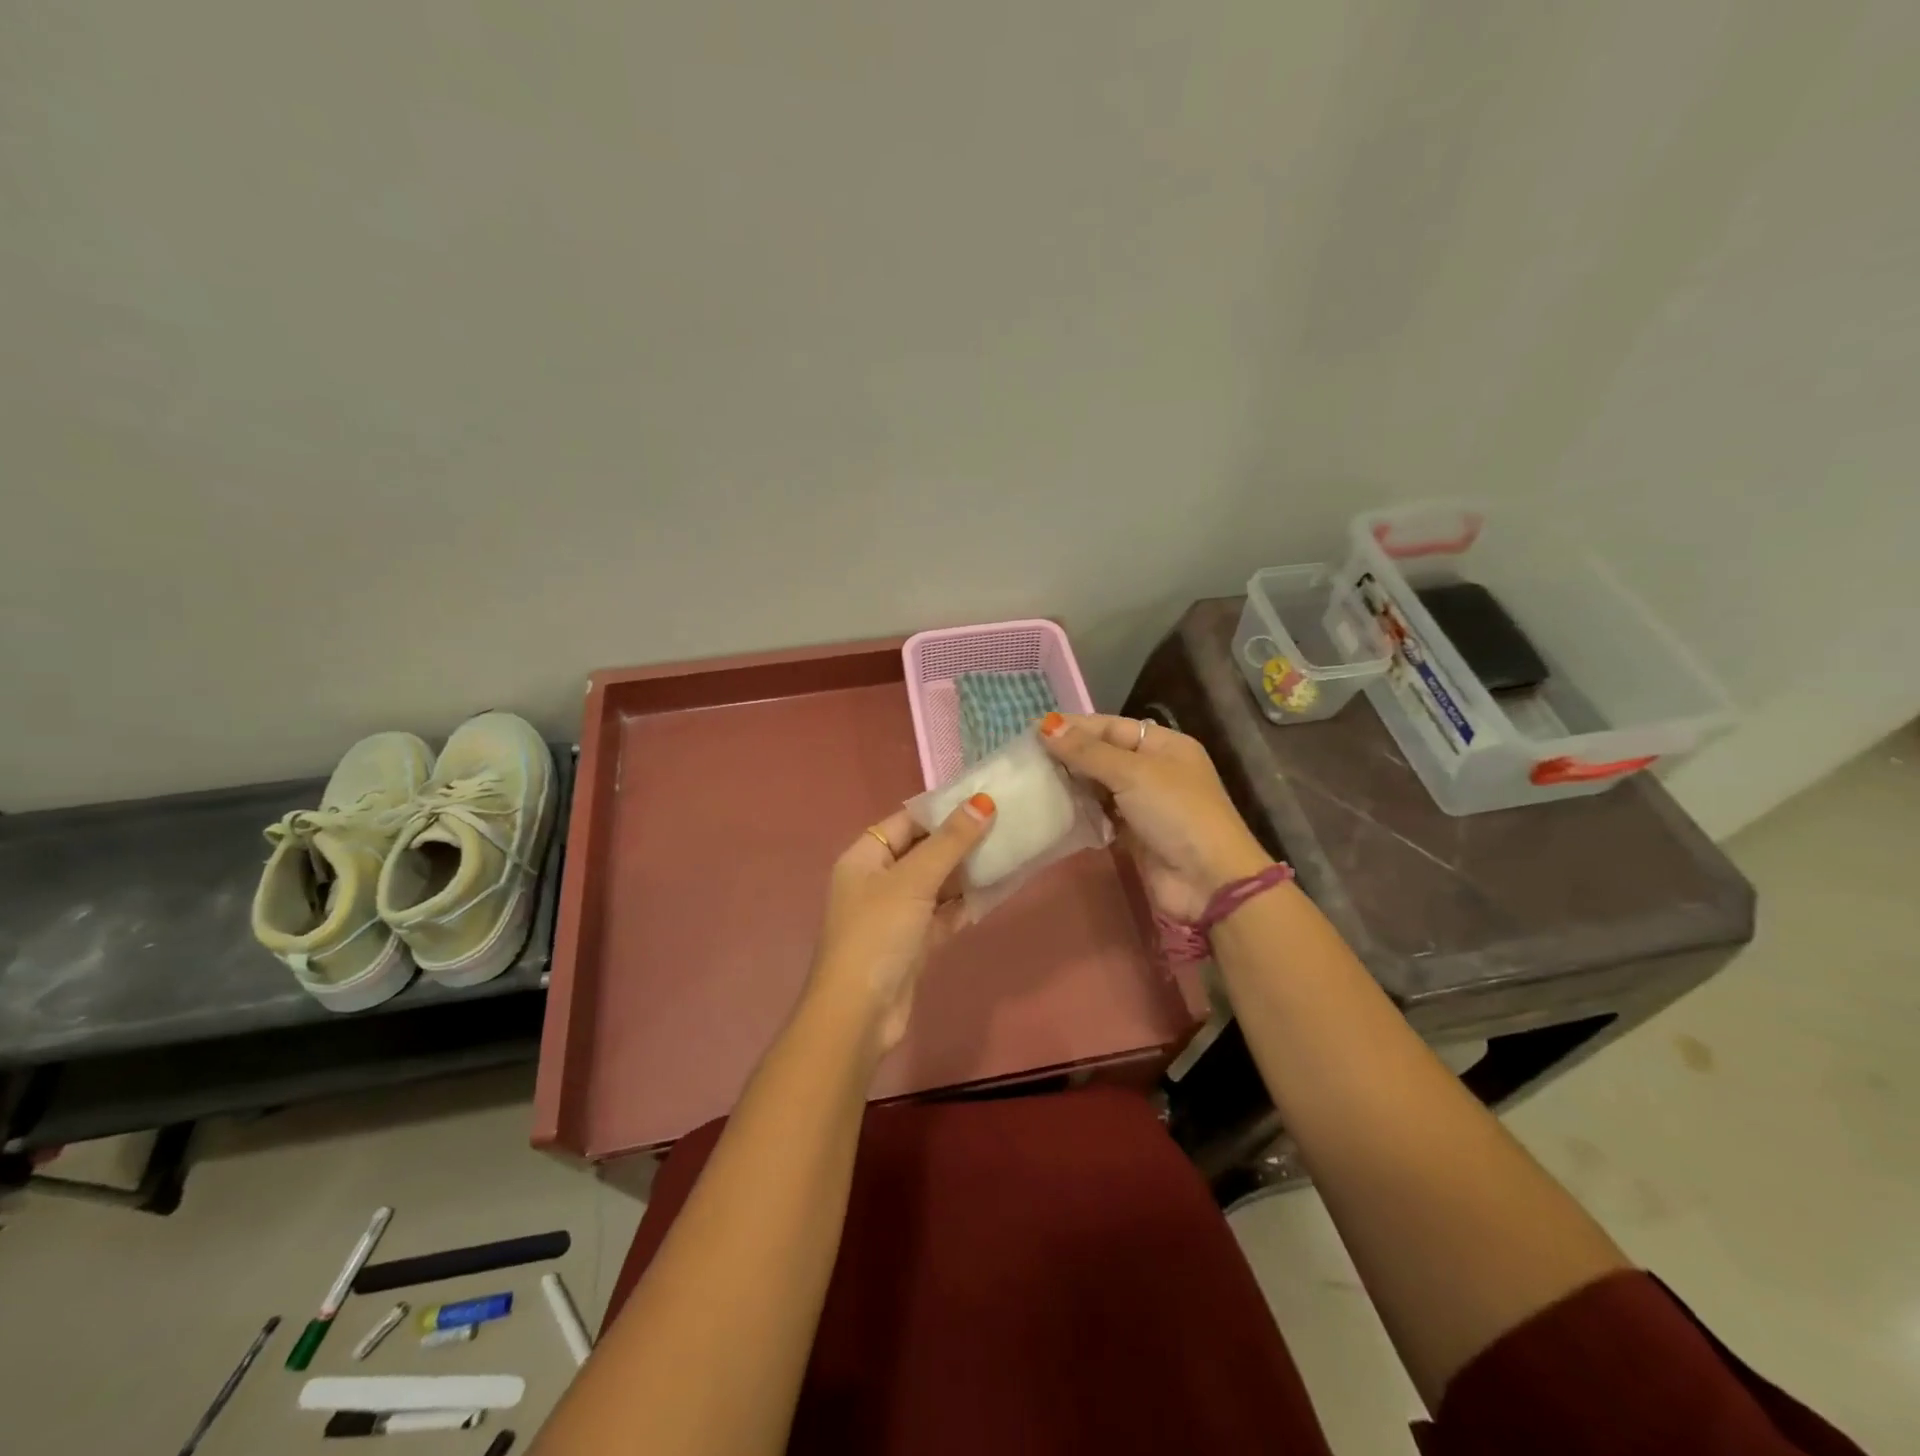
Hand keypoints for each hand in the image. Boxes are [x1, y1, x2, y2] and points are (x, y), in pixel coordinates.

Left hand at [804, 795, 995, 1055]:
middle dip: (960, 840)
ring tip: (1009, 850)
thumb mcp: (914, 880)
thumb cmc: (878, 934)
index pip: (907, 821)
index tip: (984, 799)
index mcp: (865, 857)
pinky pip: (943, 913)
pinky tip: (995, 890)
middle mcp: (877, 880)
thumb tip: (983, 801)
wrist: (859, 1014)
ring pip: (936, 883)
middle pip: (923, 850)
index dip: (942, 809)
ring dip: (967, 871)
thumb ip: (950, 842)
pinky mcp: (913, 943)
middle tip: (1005, 823)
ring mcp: (896, 913)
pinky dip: (965, 903)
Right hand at [1039, 712, 1268, 920]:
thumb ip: (1087, 751)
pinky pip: (1100, 814)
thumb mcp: (1132, 773)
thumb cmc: (1175, 813)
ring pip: (1099, 786)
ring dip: (1071, 784)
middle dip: (1068, 755)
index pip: (1111, 726)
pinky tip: (1052, 809)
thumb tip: (1046, 724)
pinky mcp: (1133, 834)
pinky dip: (1080, 811)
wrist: (1208, 881)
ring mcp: (1144, 804)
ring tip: (1031, 780)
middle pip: (1103, 755)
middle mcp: (1154, 770)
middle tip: (1025, 757)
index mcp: (1164, 745)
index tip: (1033, 730)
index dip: (1074, 727)